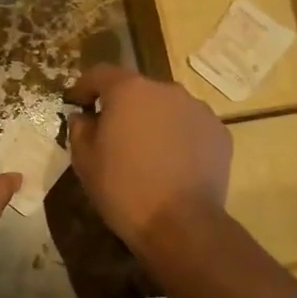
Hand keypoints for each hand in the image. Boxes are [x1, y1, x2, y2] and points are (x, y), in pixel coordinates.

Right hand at [66, 65, 229, 249]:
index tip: (76, 103)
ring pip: (166, 107)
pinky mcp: (220, 133)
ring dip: (153, 120)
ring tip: (146, 151)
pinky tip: (172, 164)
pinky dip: (178, 137)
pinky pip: (190, 127)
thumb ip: (80, 128)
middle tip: (112, 133)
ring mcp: (198, 110)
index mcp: (129, 90)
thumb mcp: (84, 160)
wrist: (181, 224)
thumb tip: (84, 116)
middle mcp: (166, 90)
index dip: (84, 86)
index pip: (100, 73)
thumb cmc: (123, 188)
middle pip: (137, 89)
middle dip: (122, 106)